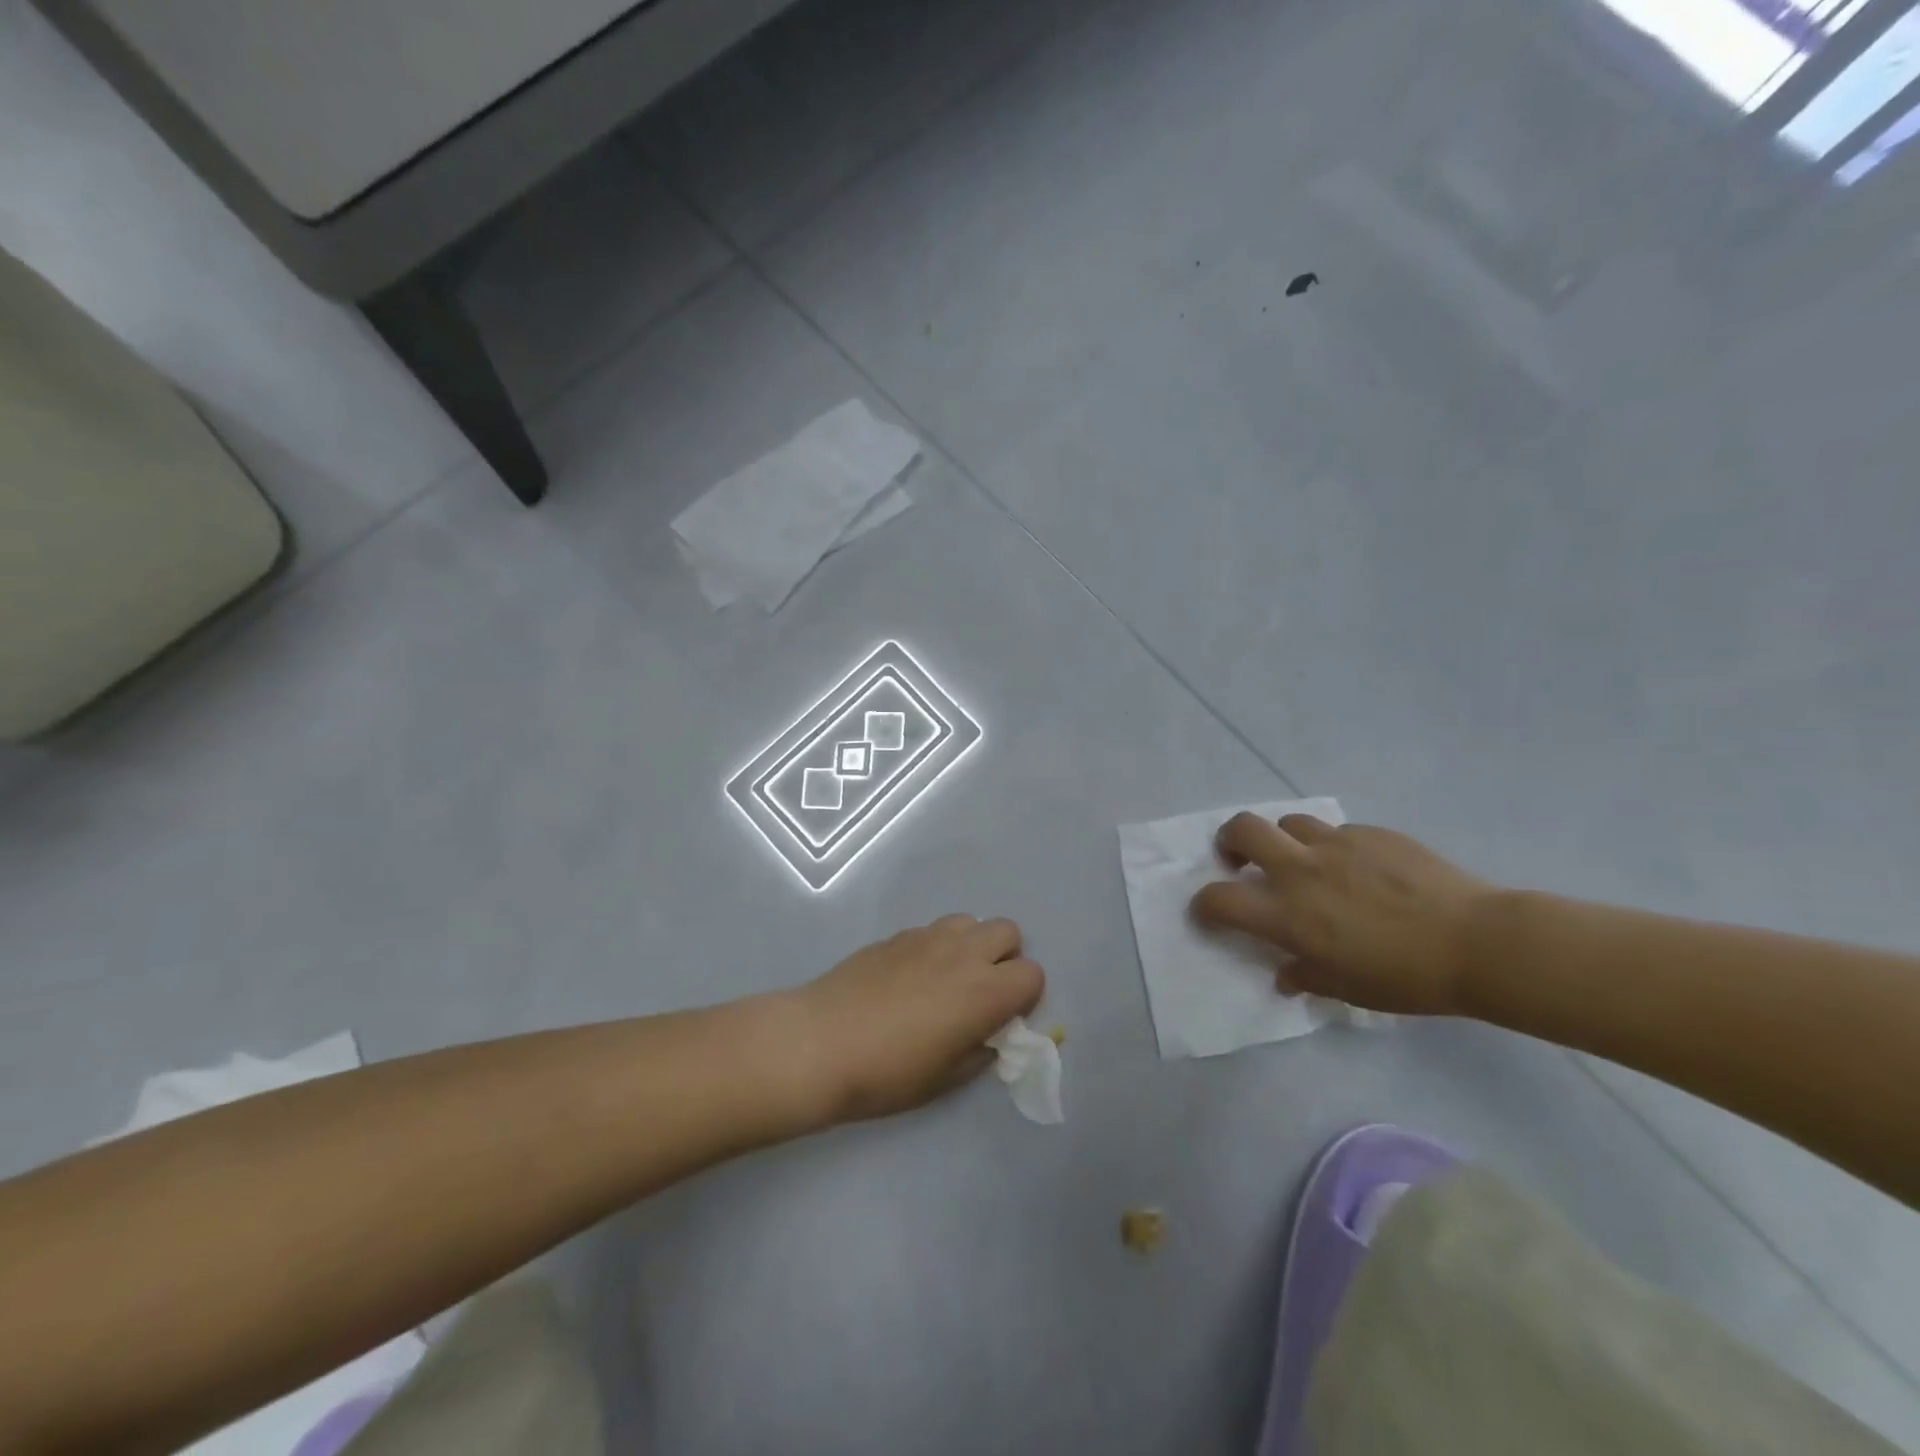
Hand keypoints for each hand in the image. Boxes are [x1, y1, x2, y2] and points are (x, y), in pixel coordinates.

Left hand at [794, 915, 1044, 1123]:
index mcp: (986, 991)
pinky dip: (936, 947)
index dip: (1025, 997)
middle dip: (1005, 959)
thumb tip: (989, 1035)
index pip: (1034, 974)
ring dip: (971, 946)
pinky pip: (933, 930)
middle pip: (1008, 932)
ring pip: (970, 922)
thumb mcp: (946, 1079)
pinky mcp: (897, 934)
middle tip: (980, 992)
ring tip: (947, 978)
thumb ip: (981, 1050)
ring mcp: (928, 937)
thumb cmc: (888, 1073)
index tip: (1003, 1018)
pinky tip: (909, 977)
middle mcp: (964, 953)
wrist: (820, 1043)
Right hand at [1190, 814, 1493, 1015]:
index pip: (1219, 899)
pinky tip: (1360, 869)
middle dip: (1230, 841)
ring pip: (1289, 822)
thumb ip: (1307, 976)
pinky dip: (1333, 846)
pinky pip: (1337, 831)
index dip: (1204, 904)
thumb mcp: (1348, 989)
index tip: (1210, 913)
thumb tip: (1286, 974)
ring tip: (1304, 861)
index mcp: (1289, 915)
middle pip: (1242, 829)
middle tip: (1241, 860)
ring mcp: (1337, 844)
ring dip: (1284, 840)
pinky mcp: (1371, 832)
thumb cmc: (1407, 978)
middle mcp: (1301, 870)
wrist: (1479, 942)